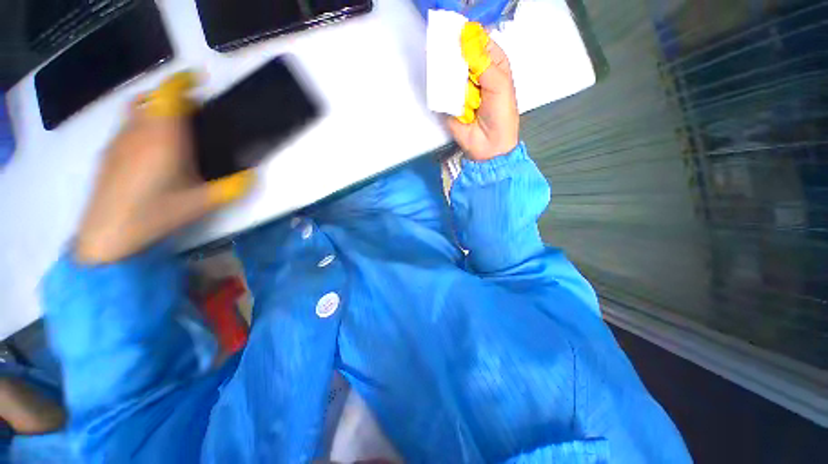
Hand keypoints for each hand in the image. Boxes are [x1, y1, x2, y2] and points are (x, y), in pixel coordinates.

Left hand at [75, 73, 252, 263]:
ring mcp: (118, 141)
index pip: (170, 95)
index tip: (199, 80)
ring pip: (137, 109)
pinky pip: (127, 125)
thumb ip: (233, 188)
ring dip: (156, 108)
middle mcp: (138, 132)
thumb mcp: (202, 204)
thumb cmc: (155, 215)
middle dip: (173, 96)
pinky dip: (142, 124)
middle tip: (192, 112)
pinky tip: (151, 149)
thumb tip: (253, 177)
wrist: (105, 235)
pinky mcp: (108, 152)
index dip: (184, 80)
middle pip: (152, 97)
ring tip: (173, 128)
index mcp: (164, 139)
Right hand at [447, 39, 519, 161]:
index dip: (469, 37)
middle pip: (461, 55)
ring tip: (437, 61)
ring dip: (444, 67)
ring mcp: (460, 89)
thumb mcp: (499, 84)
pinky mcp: (449, 103)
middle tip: (442, 45)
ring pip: (449, 71)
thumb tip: (464, 41)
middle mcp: (475, 74)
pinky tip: (435, 79)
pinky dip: (438, 85)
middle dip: (453, 51)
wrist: (489, 146)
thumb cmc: (501, 114)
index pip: (480, 43)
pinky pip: (442, 90)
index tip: (456, 33)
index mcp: (492, 65)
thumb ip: (483, 63)